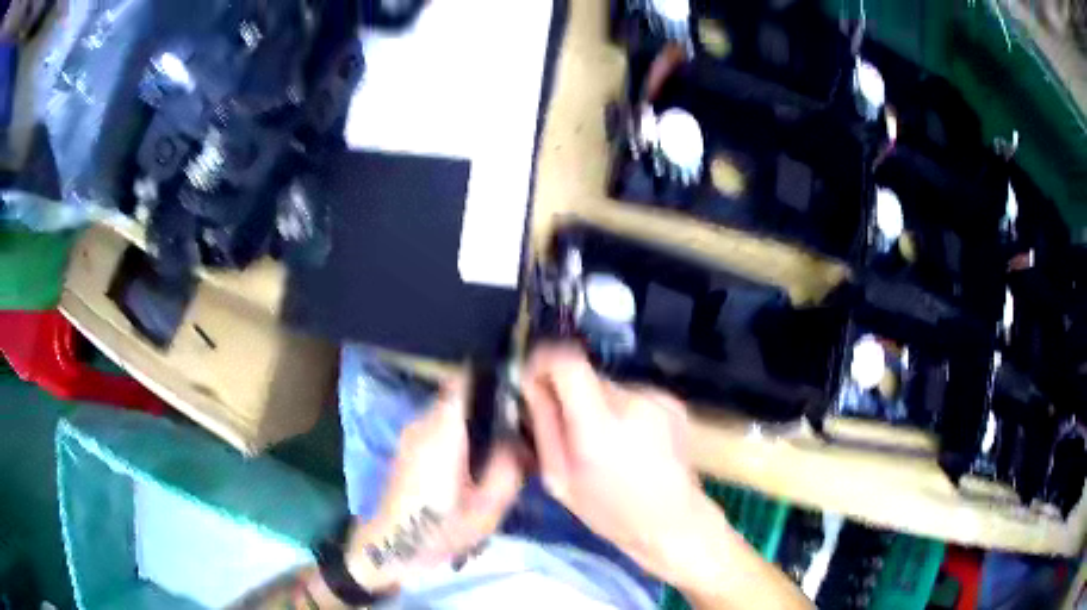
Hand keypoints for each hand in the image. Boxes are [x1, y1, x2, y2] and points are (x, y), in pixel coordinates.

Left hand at [343, 379, 522, 591]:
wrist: (391, 544)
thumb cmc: (440, 527)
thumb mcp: (487, 509)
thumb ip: (509, 470)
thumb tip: (521, 442)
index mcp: (442, 432)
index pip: (463, 382)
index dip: (491, 380)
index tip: (515, 392)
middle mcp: (422, 424)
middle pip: (459, 397)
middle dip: (486, 408)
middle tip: (513, 433)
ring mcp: (410, 434)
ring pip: (447, 414)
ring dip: (470, 425)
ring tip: (493, 452)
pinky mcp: (405, 447)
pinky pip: (436, 428)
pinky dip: (455, 436)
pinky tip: (468, 465)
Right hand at [521, 345, 727, 587]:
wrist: (675, 521)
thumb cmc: (611, 512)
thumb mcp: (559, 480)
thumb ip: (543, 427)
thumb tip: (532, 385)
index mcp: (599, 426)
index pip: (567, 361)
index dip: (544, 362)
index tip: (534, 381)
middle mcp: (632, 401)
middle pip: (586, 375)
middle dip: (570, 395)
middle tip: (570, 433)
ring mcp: (657, 398)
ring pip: (609, 387)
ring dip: (598, 407)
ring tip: (607, 446)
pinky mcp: (673, 401)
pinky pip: (633, 396)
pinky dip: (623, 413)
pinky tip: (634, 445)